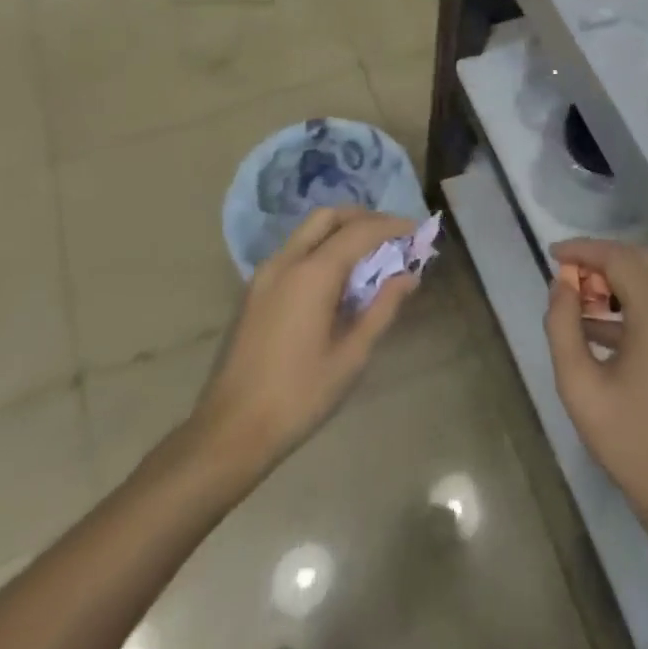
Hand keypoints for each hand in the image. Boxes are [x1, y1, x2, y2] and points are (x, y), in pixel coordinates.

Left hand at [184, 207, 417, 479]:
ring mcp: (265, 274)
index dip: (391, 226)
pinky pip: (294, 251)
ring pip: (308, 231)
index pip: (359, 231)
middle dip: (363, 218)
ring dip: (340, 231)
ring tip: (370, 255)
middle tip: (391, 236)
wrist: (231, 431)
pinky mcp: (255, 290)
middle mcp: (286, 261)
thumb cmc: (300, 396)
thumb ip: (382, 308)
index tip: (416, 230)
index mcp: (312, 274)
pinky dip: (320, 248)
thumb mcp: (352, 356)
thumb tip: (408, 276)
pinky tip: (337, 278)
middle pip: (328, 217)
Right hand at [544, 239, 647, 541]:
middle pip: (640, 261)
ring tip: (577, 301)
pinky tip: (600, 328)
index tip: (551, 254)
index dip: (583, 250)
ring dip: (616, 280)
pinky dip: (632, 302)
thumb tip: (561, 285)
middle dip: (600, 260)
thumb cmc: (633, 442)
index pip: (619, 258)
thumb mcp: (581, 386)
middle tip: (565, 276)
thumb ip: (563, 327)